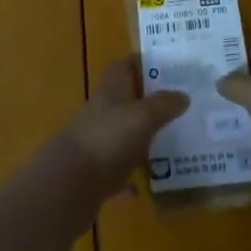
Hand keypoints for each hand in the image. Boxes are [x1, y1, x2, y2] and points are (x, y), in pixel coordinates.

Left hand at [63, 55, 188, 199]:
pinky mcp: (91, 175)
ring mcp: (94, 144)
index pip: (121, 67)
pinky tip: (144, 188)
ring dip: (138, 140)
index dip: (138, 62)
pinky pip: (115, 173)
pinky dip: (129, 178)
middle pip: (122, 101)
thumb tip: (183, 94)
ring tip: (167, 144)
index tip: (162, 65)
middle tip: (174, 106)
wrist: (67, 186)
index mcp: (109, 92)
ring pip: (120, 136)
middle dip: (144, 102)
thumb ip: (163, 105)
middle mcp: (100, 114)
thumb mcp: (142, 117)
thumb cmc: (107, 140)